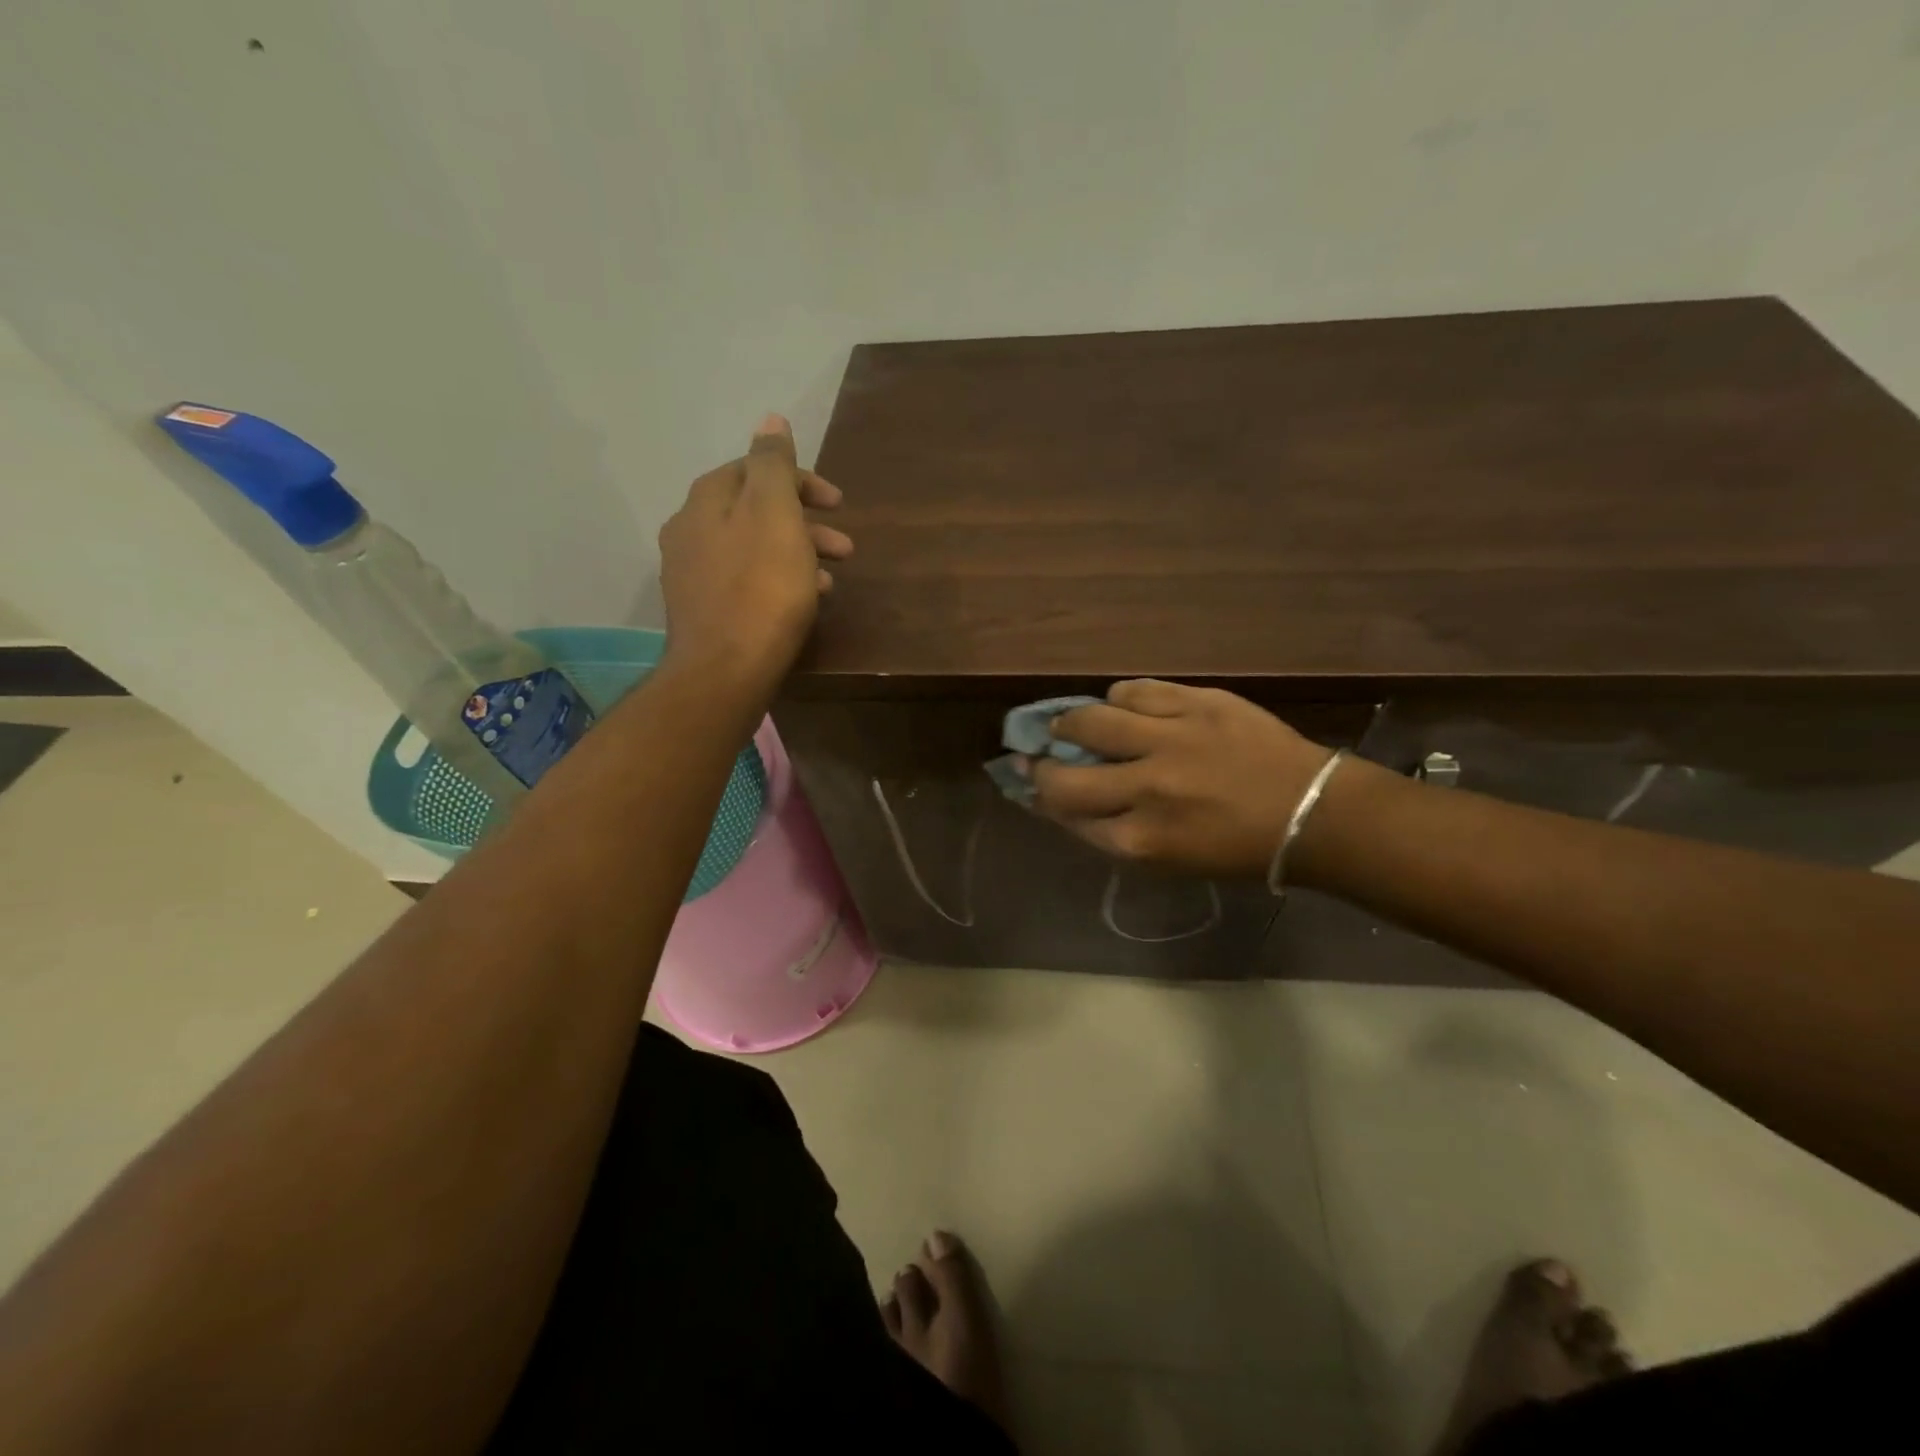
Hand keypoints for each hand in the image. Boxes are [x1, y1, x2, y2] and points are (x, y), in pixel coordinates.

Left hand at [657, 413, 851, 692]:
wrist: (725, 671)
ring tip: (830, 580)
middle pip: (755, 511)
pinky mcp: (702, 611)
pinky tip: (801, 603)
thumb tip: (770, 418)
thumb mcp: (775, 514)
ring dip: (796, 554)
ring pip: (753, 549)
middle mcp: (689, 530)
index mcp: (706, 501)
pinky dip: (777, 581)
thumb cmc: (761, 588)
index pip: (755, 470)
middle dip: (805, 522)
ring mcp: (691, 574)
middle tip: (846, 547)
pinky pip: (746, 581)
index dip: (801, 480)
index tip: (839, 503)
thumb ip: (773, 463)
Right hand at [1029, 680, 1333, 877]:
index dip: (1043, 800)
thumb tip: (1062, 804)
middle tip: (1042, 756)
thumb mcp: (1167, 859)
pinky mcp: (1196, 703)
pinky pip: (1134, 691)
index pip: (1067, 817)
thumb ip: (1112, 833)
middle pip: (1064, 775)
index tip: (1034, 786)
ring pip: (1090, 719)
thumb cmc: (1237, 848)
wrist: (1310, 812)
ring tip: (1076, 723)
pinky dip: (1119, 699)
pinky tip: (1124, 706)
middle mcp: (1146, 789)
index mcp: (1141, 840)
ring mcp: (1170, 740)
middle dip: (1042, 767)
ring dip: (1072, 723)